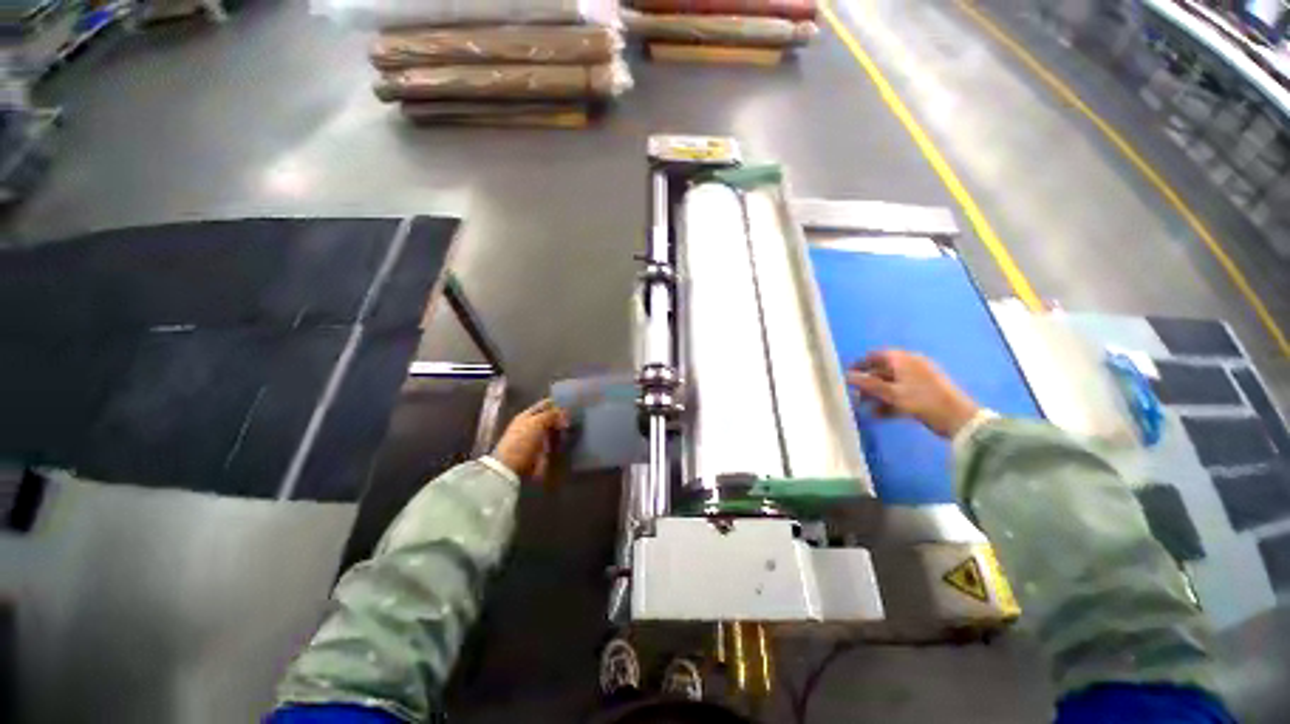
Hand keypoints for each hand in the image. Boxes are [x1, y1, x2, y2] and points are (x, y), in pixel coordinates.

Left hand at [492, 399, 571, 481]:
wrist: (513, 468)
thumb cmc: (522, 441)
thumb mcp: (537, 422)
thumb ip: (552, 414)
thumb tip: (565, 413)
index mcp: (528, 415)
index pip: (545, 405)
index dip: (557, 404)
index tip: (571, 406)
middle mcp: (533, 425)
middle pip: (552, 417)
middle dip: (562, 418)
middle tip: (574, 419)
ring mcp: (539, 439)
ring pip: (555, 430)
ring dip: (563, 429)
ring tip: (573, 429)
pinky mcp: (544, 451)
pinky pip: (557, 443)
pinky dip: (563, 441)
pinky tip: (570, 439)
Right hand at [846, 350, 979, 438]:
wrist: (959, 419)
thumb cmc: (922, 401)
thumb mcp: (892, 393)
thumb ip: (868, 384)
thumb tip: (846, 376)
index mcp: (903, 359)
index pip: (875, 356)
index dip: (860, 364)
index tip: (847, 375)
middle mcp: (911, 365)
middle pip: (882, 371)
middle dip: (868, 384)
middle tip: (855, 396)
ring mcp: (919, 379)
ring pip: (891, 384)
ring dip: (877, 395)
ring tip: (865, 408)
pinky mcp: (925, 392)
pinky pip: (901, 393)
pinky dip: (890, 402)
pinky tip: (880, 415)